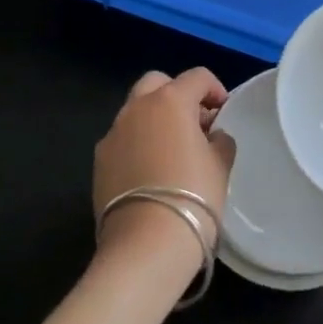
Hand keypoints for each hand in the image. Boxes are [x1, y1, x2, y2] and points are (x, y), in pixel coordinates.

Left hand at [93, 69, 236, 277]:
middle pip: (157, 83)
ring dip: (155, 119)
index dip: (215, 89)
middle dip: (177, 95)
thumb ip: (219, 140)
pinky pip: (123, 139)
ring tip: (173, 150)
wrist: (146, 245)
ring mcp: (113, 134)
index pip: (197, 77)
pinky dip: (138, 143)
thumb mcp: (221, 165)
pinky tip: (151, 172)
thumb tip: (211, 136)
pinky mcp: (99, 162)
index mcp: (170, 101)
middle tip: (195, 123)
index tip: (223, 112)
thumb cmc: (193, 196)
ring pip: (135, 111)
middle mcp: (136, 108)